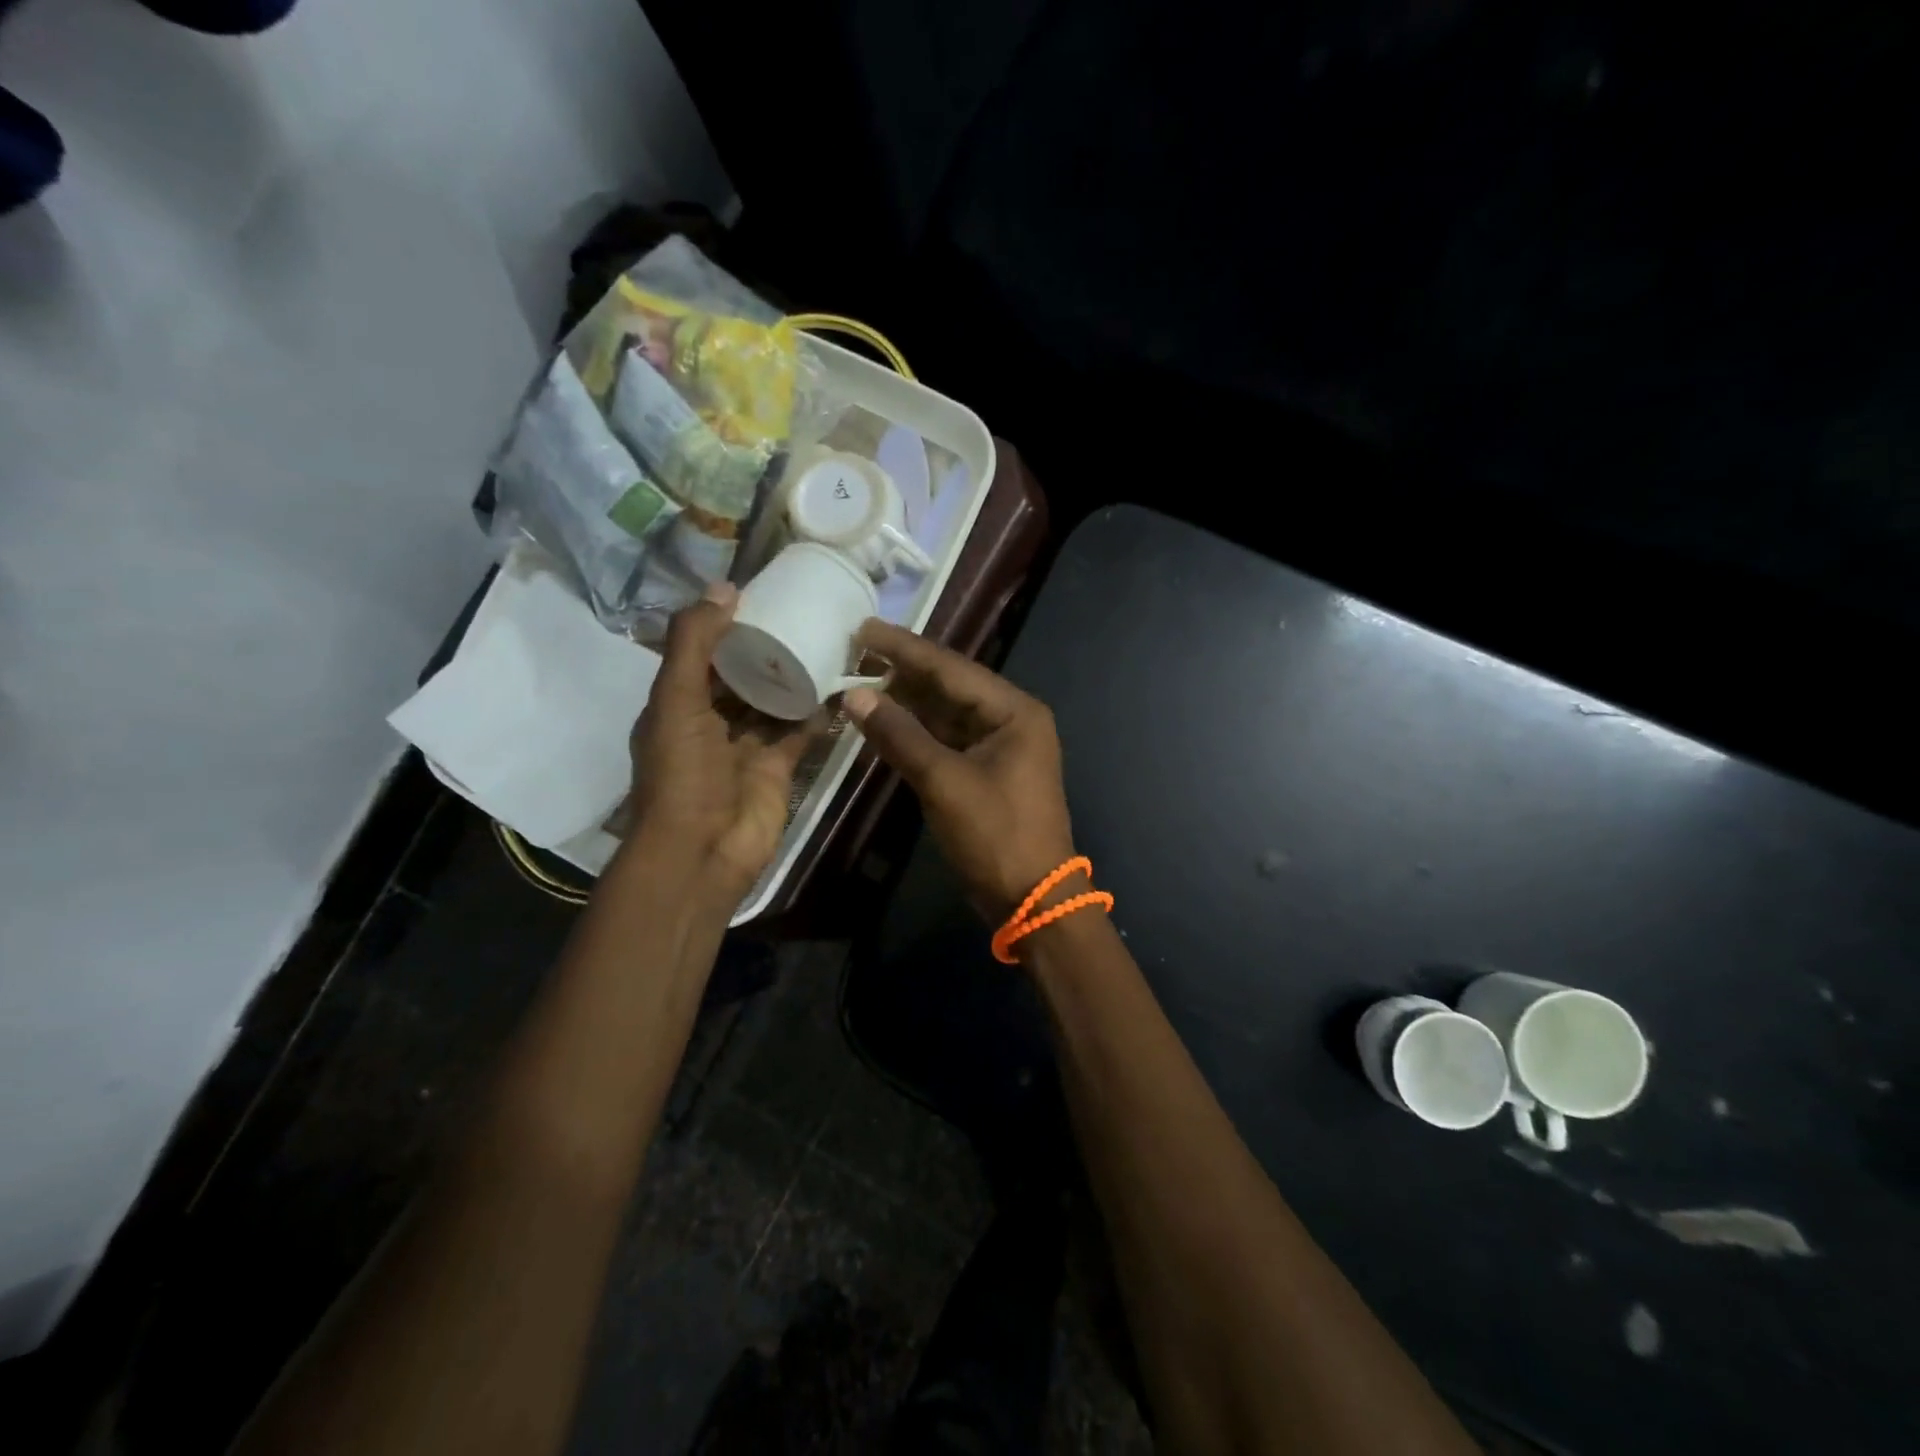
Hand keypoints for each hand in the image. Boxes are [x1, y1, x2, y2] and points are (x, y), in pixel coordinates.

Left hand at [626, 583, 815, 894]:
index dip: (725, 626)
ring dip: (794, 677)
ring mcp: (746, 747)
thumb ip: (695, 644)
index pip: (702, 655)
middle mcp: (711, 722)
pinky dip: (817, 712)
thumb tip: (725, 588)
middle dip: (765, 650)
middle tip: (802, 612)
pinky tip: (838, 685)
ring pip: (773, 702)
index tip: (760, 595)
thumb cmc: (682, 773)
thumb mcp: (676, 699)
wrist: (704, 850)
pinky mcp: (778, 767)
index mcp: (677, 705)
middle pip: (741, 677)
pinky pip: (799, 731)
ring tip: (826, 639)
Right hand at [844, 620, 1076, 918]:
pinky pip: (946, 739)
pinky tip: (883, 720)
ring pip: (945, 713)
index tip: (863, 627)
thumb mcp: (944, 782)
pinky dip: (915, 732)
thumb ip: (900, 735)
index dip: (904, 648)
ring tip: (859, 677)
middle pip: (949, 685)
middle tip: (854, 649)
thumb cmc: (995, 836)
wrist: (1032, 899)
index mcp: (1014, 711)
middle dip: (903, 670)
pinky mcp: (985, 771)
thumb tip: (855, 695)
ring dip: (906, 700)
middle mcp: (1010, 719)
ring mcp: (999, 746)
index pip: (951, 668)